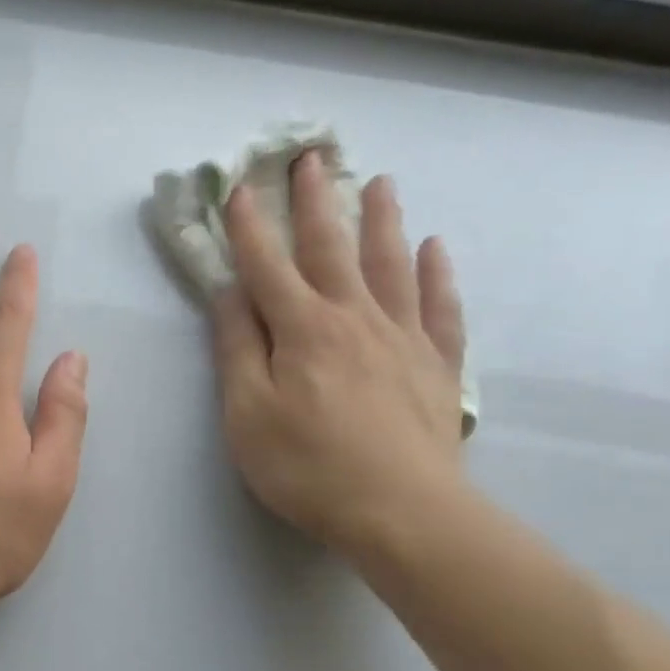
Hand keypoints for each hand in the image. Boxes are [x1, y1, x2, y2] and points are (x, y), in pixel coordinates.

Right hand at [213, 152, 467, 556]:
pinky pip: (440, 307)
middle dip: (314, 202)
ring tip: (379, 182)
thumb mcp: (248, 413)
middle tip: (312, 157)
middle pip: (331, 248)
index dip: (249, 227)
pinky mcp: (437, 365)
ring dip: (381, 220)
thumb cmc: (308, 466)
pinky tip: (436, 249)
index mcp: (302, 329)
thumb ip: (237, 349)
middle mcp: (354, 318)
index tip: (238, 188)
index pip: (267, 266)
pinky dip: (437, 275)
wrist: (403, 512)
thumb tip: (229, 293)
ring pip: (390, 264)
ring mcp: (403, 337)